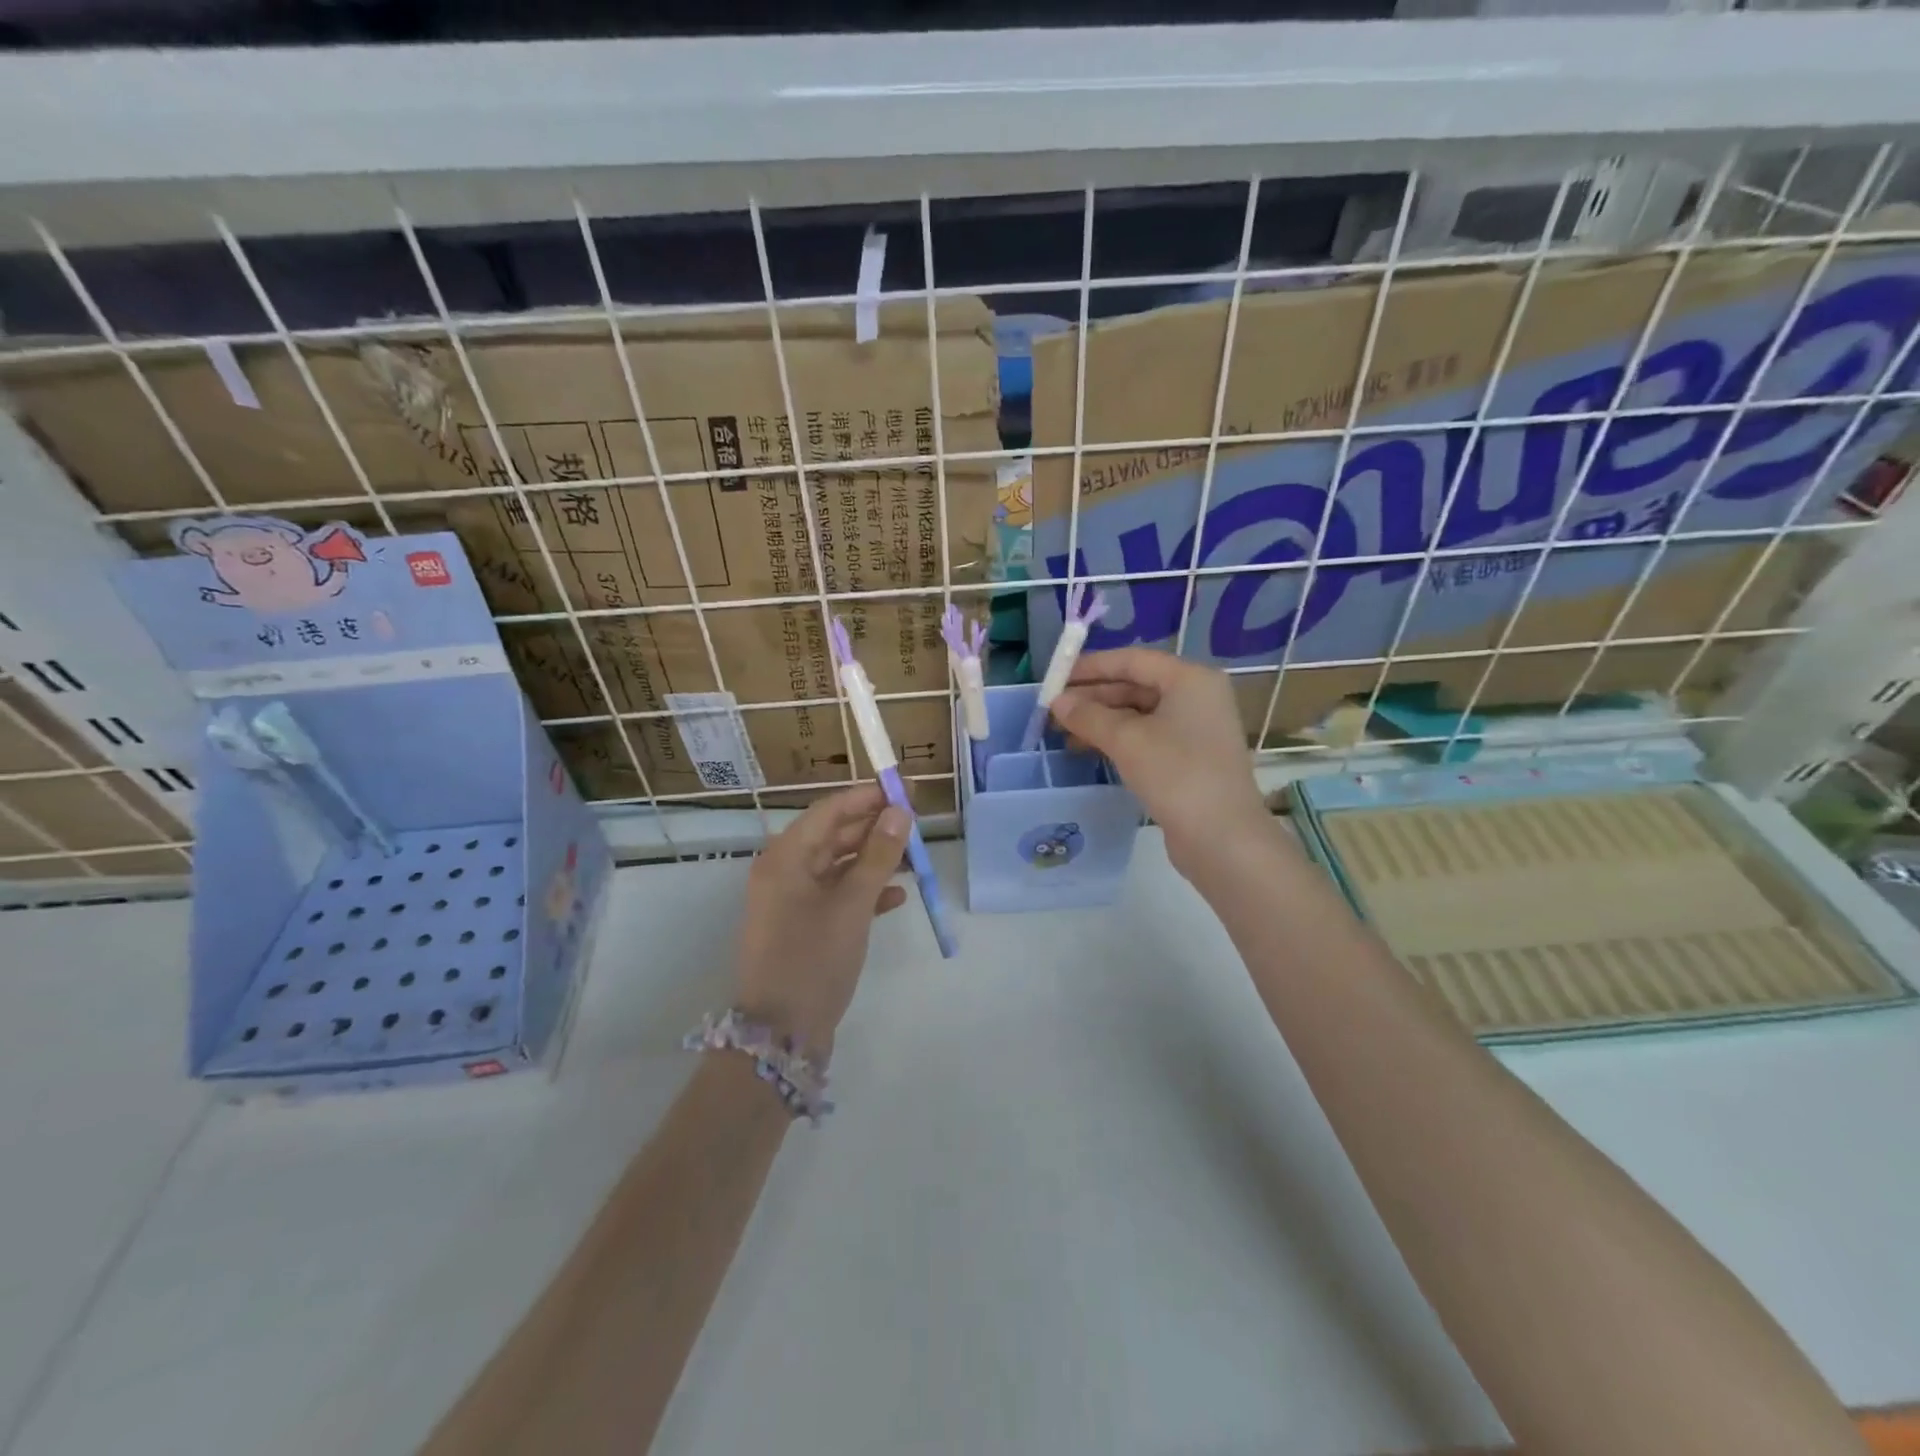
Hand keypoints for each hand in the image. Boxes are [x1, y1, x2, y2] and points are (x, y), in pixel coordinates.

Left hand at [732, 784, 909, 1062]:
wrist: (781, 1035)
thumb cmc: (813, 960)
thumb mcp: (852, 905)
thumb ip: (878, 856)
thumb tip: (899, 812)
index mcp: (785, 858)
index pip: (829, 811)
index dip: (867, 798)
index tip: (905, 791)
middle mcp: (784, 872)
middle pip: (834, 836)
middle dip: (874, 828)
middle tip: (916, 821)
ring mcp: (792, 901)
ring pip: (839, 866)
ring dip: (874, 860)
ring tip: (914, 857)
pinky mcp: (804, 926)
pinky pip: (837, 895)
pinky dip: (865, 892)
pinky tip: (897, 897)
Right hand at [1050, 647, 1270, 877]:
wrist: (1222, 838)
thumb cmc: (1176, 774)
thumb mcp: (1126, 740)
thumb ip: (1088, 716)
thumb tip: (1057, 702)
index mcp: (1190, 679)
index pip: (1132, 660)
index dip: (1092, 666)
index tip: (1056, 678)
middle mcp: (1197, 697)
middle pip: (1136, 685)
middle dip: (1093, 697)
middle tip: (1054, 710)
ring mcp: (1195, 729)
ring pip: (1139, 714)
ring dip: (1101, 721)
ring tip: (1063, 734)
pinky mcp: (1189, 759)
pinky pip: (1146, 737)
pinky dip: (1117, 740)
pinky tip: (1088, 750)